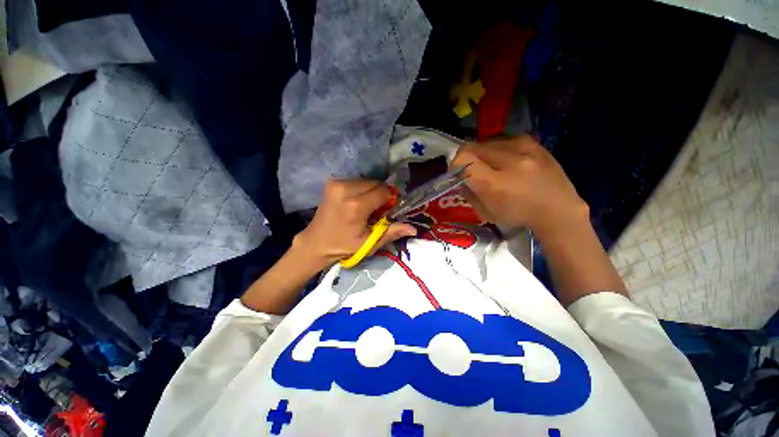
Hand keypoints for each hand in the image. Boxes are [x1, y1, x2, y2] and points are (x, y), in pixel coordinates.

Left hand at [294, 179, 416, 267]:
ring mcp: (337, 183)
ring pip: (367, 181)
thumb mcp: (369, 243)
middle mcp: (345, 189)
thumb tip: (414, 229)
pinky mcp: (332, 182)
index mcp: (356, 206)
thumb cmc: (343, 246)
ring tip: (364, 207)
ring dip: (371, 191)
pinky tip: (355, 201)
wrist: (316, 242)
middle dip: (380, 195)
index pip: (383, 192)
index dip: (389, 201)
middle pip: (376, 183)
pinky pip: (356, 181)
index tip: (386, 211)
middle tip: (376, 210)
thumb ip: (392, 232)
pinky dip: (361, 189)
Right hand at [452, 135, 588, 239]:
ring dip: (482, 154)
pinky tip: (506, 161)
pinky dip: (497, 149)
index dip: (455, 165)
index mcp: (495, 183)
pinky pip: (502, 140)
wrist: (558, 210)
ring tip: (492, 167)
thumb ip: (468, 191)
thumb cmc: (518, 216)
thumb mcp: (485, 212)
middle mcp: (509, 160)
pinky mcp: (533, 142)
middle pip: (471, 147)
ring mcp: (525, 147)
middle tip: (473, 171)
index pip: (462, 159)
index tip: (458, 174)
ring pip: (486, 142)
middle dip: (466, 159)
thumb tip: (460, 175)